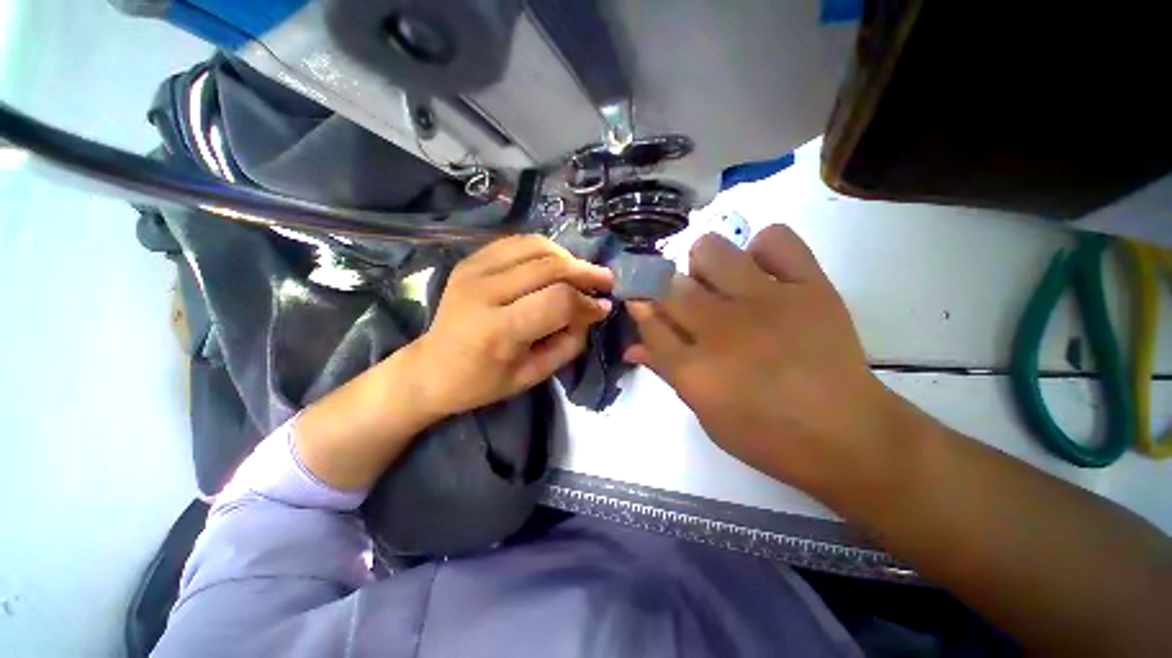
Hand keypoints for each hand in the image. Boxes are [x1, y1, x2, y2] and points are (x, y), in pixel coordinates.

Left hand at [414, 235, 613, 416]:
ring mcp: (473, 270)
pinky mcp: (470, 261)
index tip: (604, 307)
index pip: (558, 301)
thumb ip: (569, 343)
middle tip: (605, 280)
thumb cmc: (484, 381)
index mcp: (499, 330)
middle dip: (585, 272)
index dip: (587, 302)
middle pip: (550, 267)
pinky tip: (555, 262)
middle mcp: (484, 292)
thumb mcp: (533, 375)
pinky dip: (543, 249)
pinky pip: (516, 243)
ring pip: (535, 247)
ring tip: (581, 271)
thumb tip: (593, 311)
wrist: (431, 369)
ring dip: (567, 257)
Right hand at [626, 225, 899, 491]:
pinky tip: (761, 271)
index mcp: (694, 368)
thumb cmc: (765, 434)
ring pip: (711, 250)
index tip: (639, 300)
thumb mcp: (704, 412)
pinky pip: (775, 239)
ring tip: (718, 282)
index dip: (639, 305)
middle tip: (683, 300)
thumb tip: (632, 348)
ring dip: (703, 264)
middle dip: (665, 287)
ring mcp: (766, 302)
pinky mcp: (809, 287)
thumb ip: (666, 371)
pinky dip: (762, 248)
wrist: (847, 435)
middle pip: (671, 285)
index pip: (648, 320)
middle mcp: (722, 329)